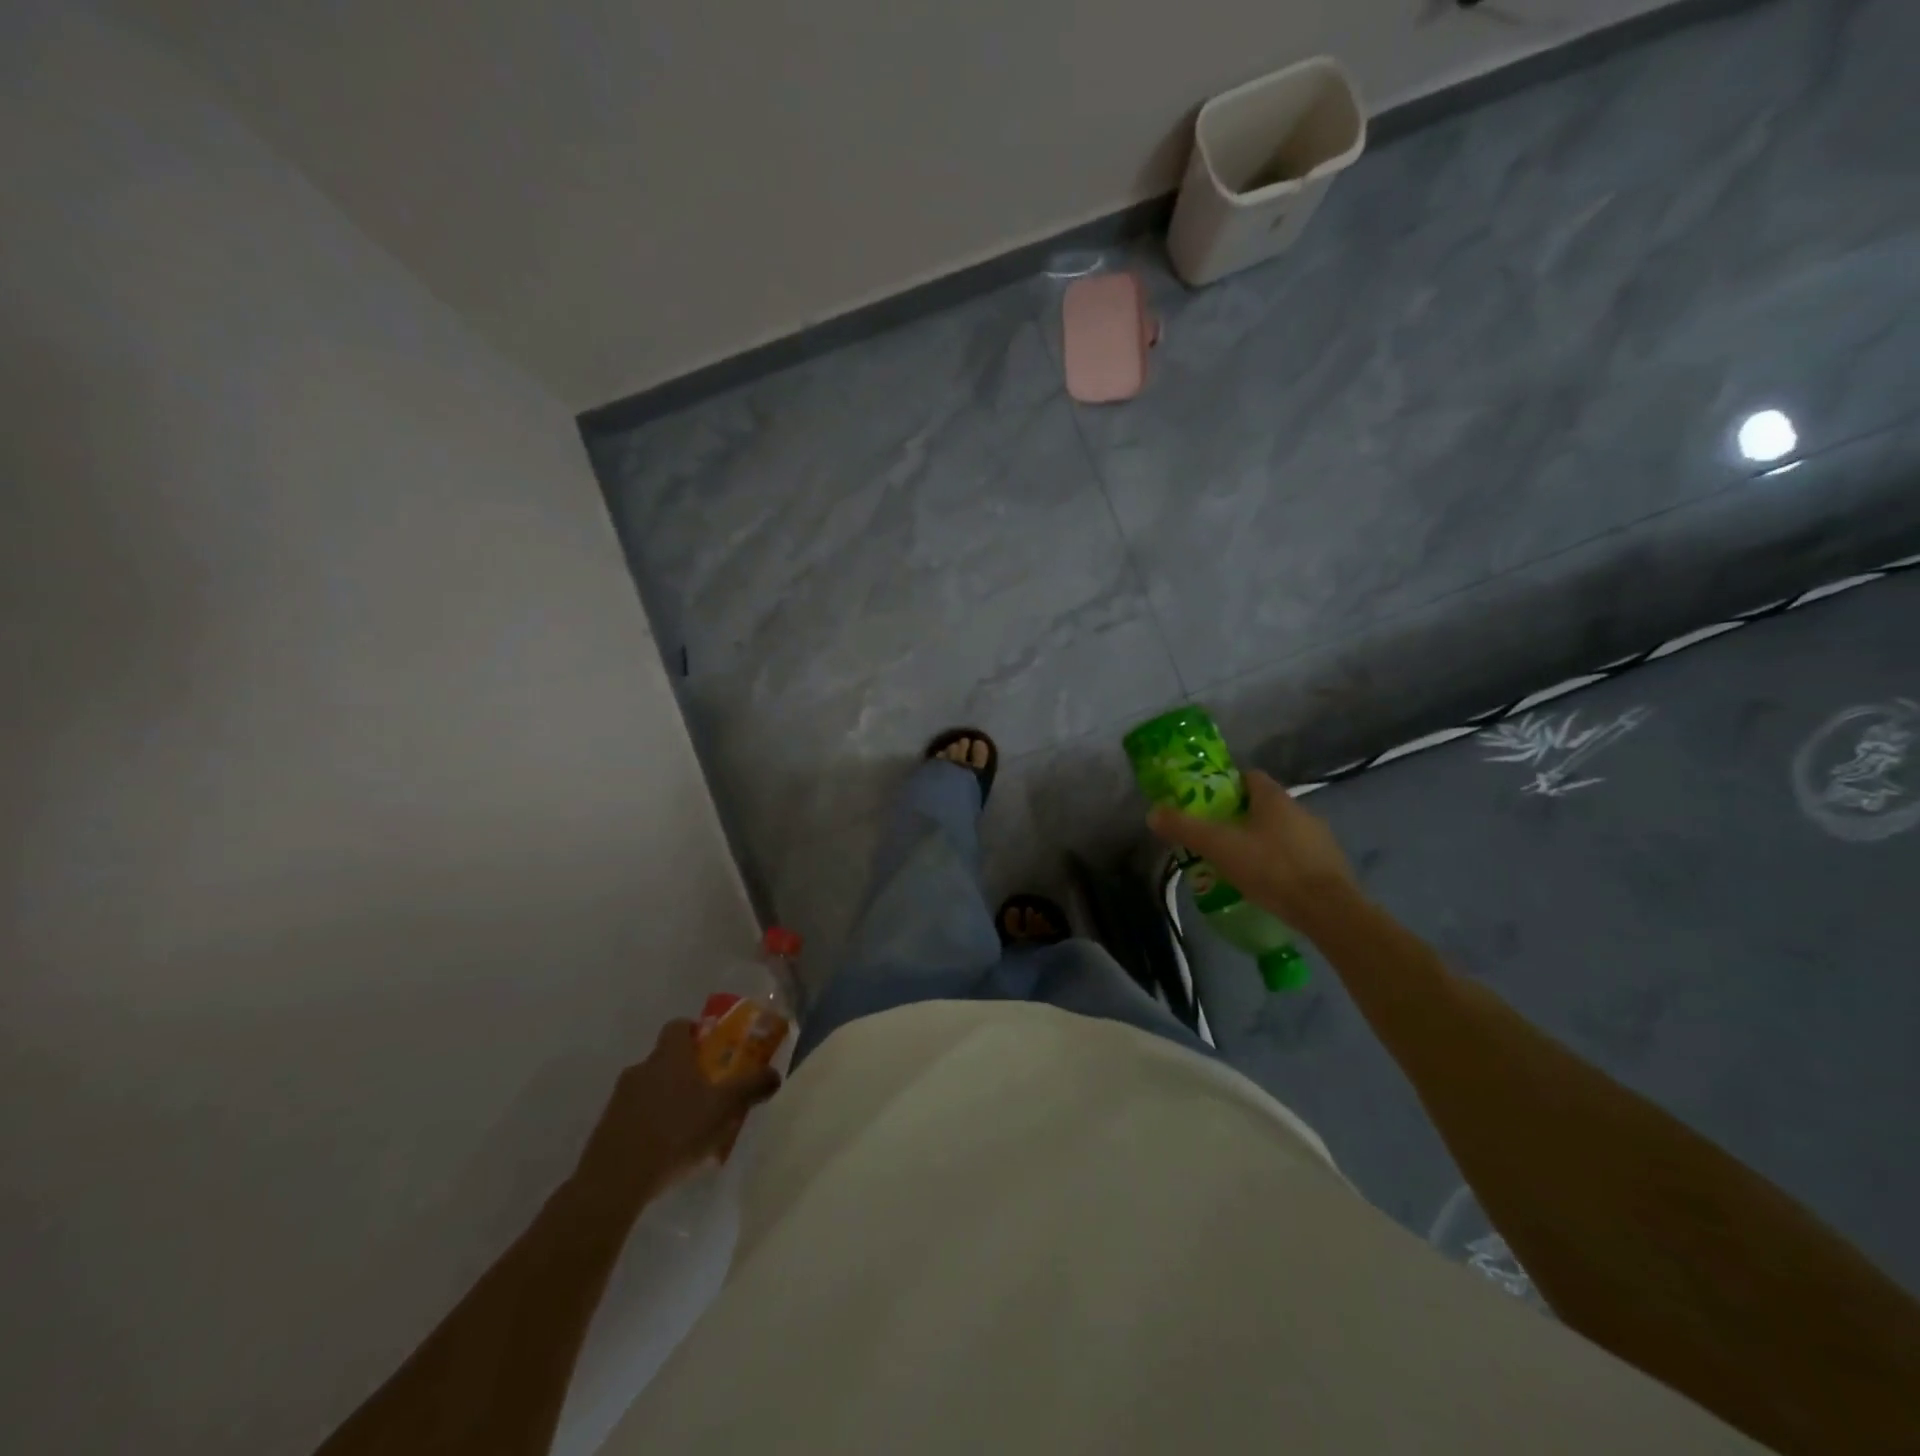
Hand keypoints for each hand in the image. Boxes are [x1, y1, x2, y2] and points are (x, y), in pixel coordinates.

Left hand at [575, 1019, 780, 1200]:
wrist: (615, 1180)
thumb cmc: (676, 1131)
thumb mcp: (724, 1107)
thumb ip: (751, 1086)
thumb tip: (774, 1073)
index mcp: (670, 1055)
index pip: (679, 1026)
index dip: (695, 1032)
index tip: (712, 1049)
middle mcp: (641, 1068)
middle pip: (665, 1058)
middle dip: (685, 1071)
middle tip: (708, 1092)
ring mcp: (619, 1099)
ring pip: (649, 1088)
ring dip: (666, 1100)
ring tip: (687, 1127)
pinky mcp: (606, 1128)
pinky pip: (634, 1116)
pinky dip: (650, 1124)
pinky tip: (664, 1150)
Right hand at [1148, 769, 1360, 933]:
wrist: (1328, 910)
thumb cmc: (1271, 868)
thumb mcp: (1220, 848)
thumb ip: (1186, 828)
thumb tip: (1153, 813)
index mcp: (1274, 798)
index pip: (1249, 777)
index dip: (1227, 786)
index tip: (1208, 804)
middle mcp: (1300, 809)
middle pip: (1264, 805)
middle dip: (1241, 817)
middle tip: (1217, 837)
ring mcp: (1319, 837)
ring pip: (1282, 831)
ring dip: (1262, 841)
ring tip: (1239, 864)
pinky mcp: (1330, 865)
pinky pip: (1297, 855)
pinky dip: (1281, 862)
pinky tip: (1267, 883)